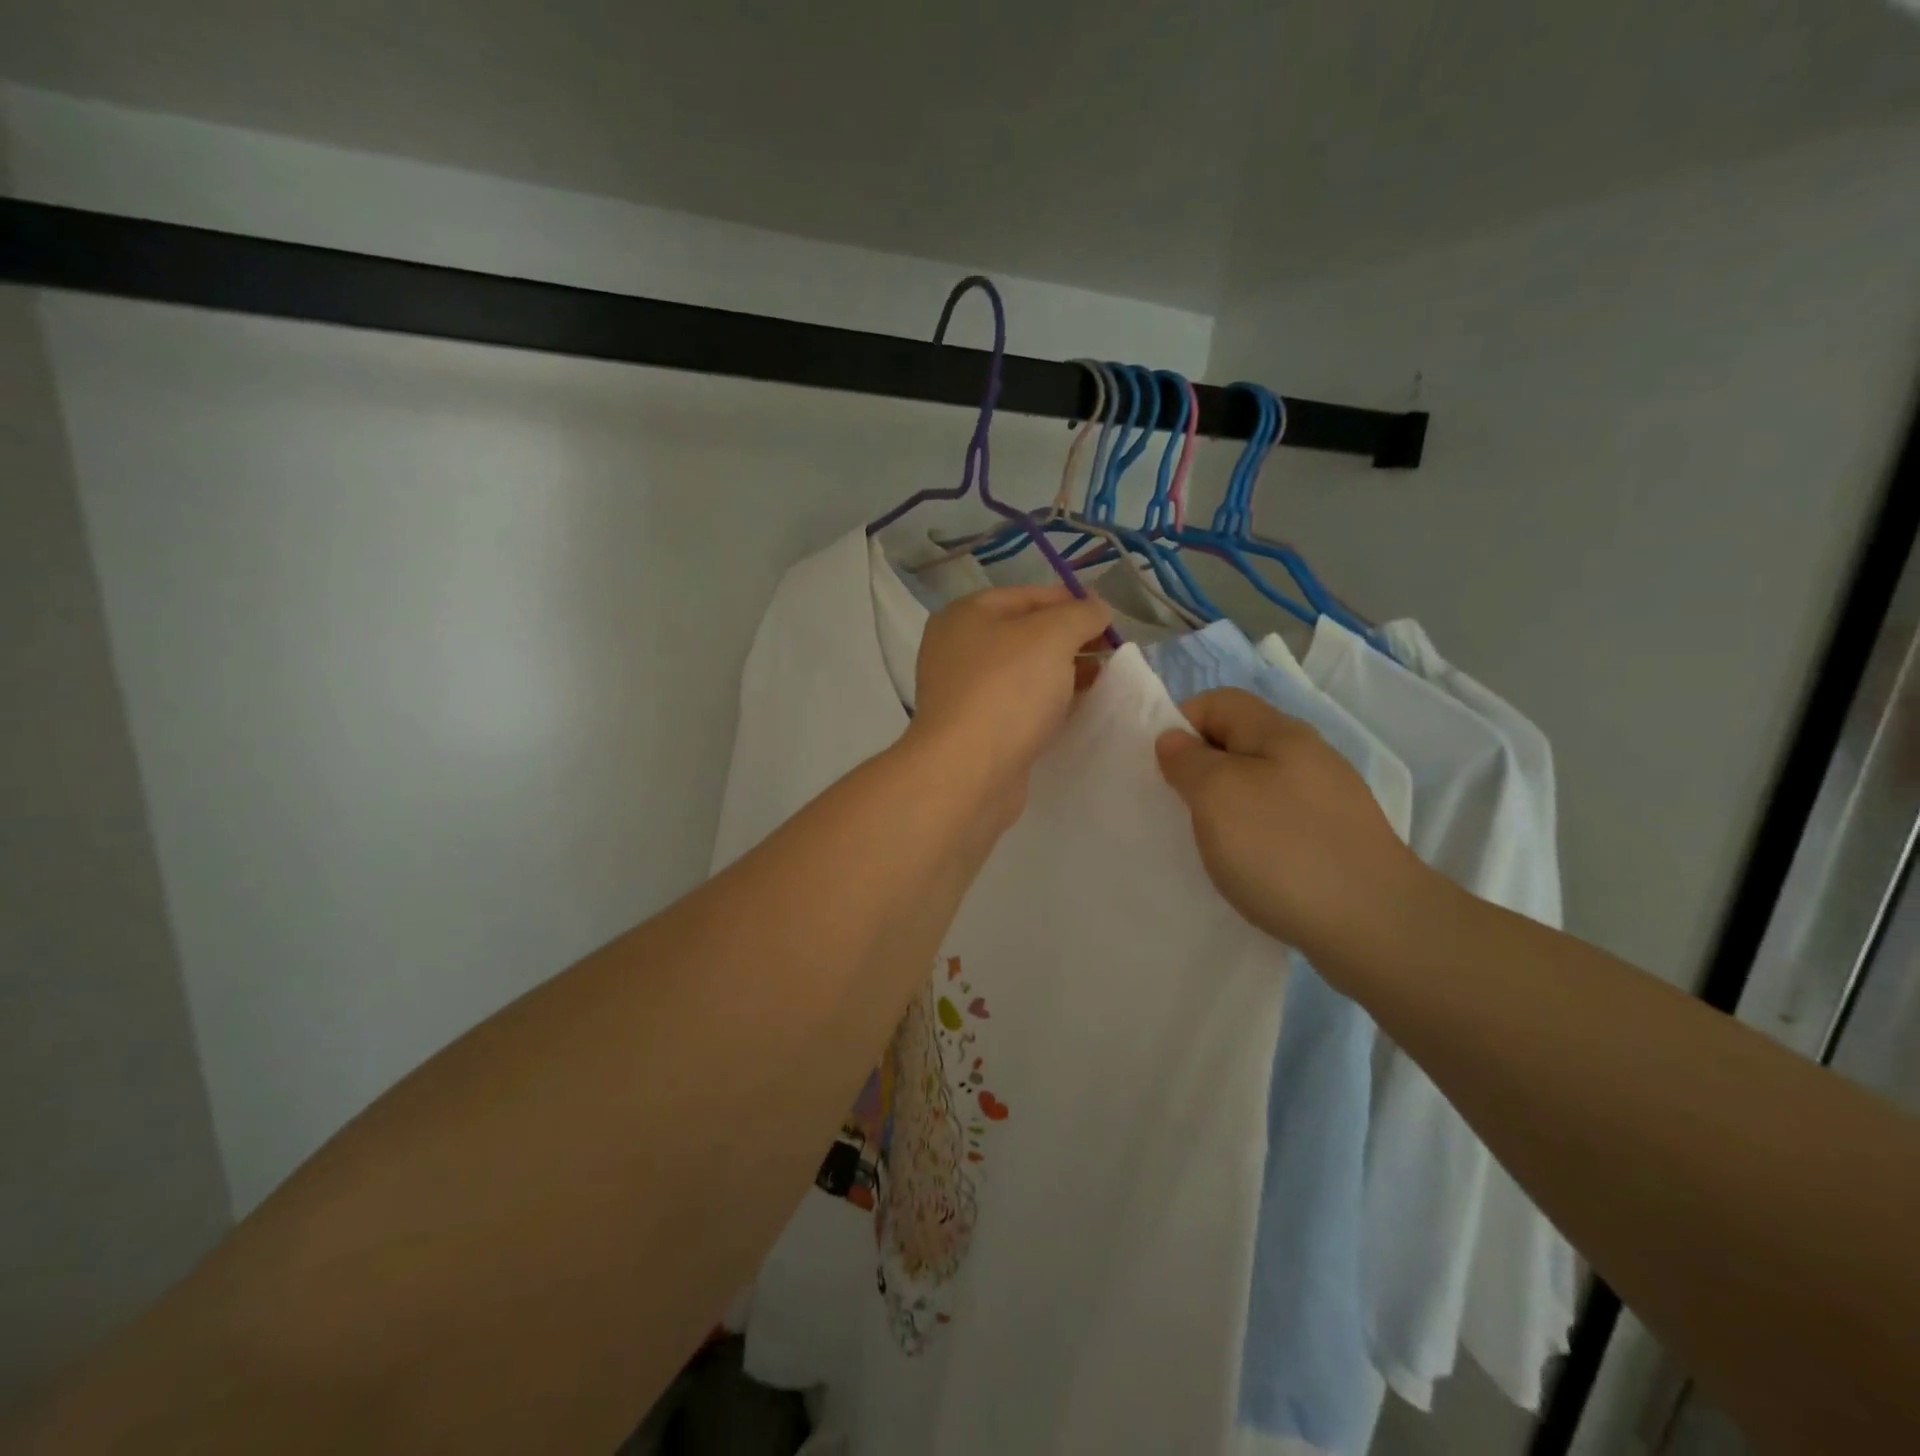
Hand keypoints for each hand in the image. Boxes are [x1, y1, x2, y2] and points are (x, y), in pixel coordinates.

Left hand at [905, 584, 1112, 831]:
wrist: (968, 772)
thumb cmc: (1007, 690)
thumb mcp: (1052, 636)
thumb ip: (1080, 615)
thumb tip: (1097, 609)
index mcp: (966, 615)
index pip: (1027, 596)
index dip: (1071, 601)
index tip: (1109, 618)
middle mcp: (957, 649)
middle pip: (1024, 634)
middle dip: (1069, 640)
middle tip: (1110, 652)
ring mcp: (963, 692)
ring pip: (1023, 672)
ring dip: (1061, 673)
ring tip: (1102, 680)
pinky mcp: (975, 729)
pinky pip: (1018, 705)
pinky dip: (1046, 704)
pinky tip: (1074, 710)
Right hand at [1155, 688, 1427, 963]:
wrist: (1376, 926)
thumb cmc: (1283, 850)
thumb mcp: (1217, 795)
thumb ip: (1188, 760)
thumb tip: (1175, 739)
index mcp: (1278, 732)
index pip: (1217, 701)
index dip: (1180, 724)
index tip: (1161, 769)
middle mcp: (1307, 756)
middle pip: (1237, 742)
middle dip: (1200, 770)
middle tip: (1179, 809)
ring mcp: (1326, 799)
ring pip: (1257, 784)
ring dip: (1225, 807)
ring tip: (1210, 844)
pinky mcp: (1336, 839)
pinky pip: (1278, 821)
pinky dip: (1253, 837)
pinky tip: (1248, 869)